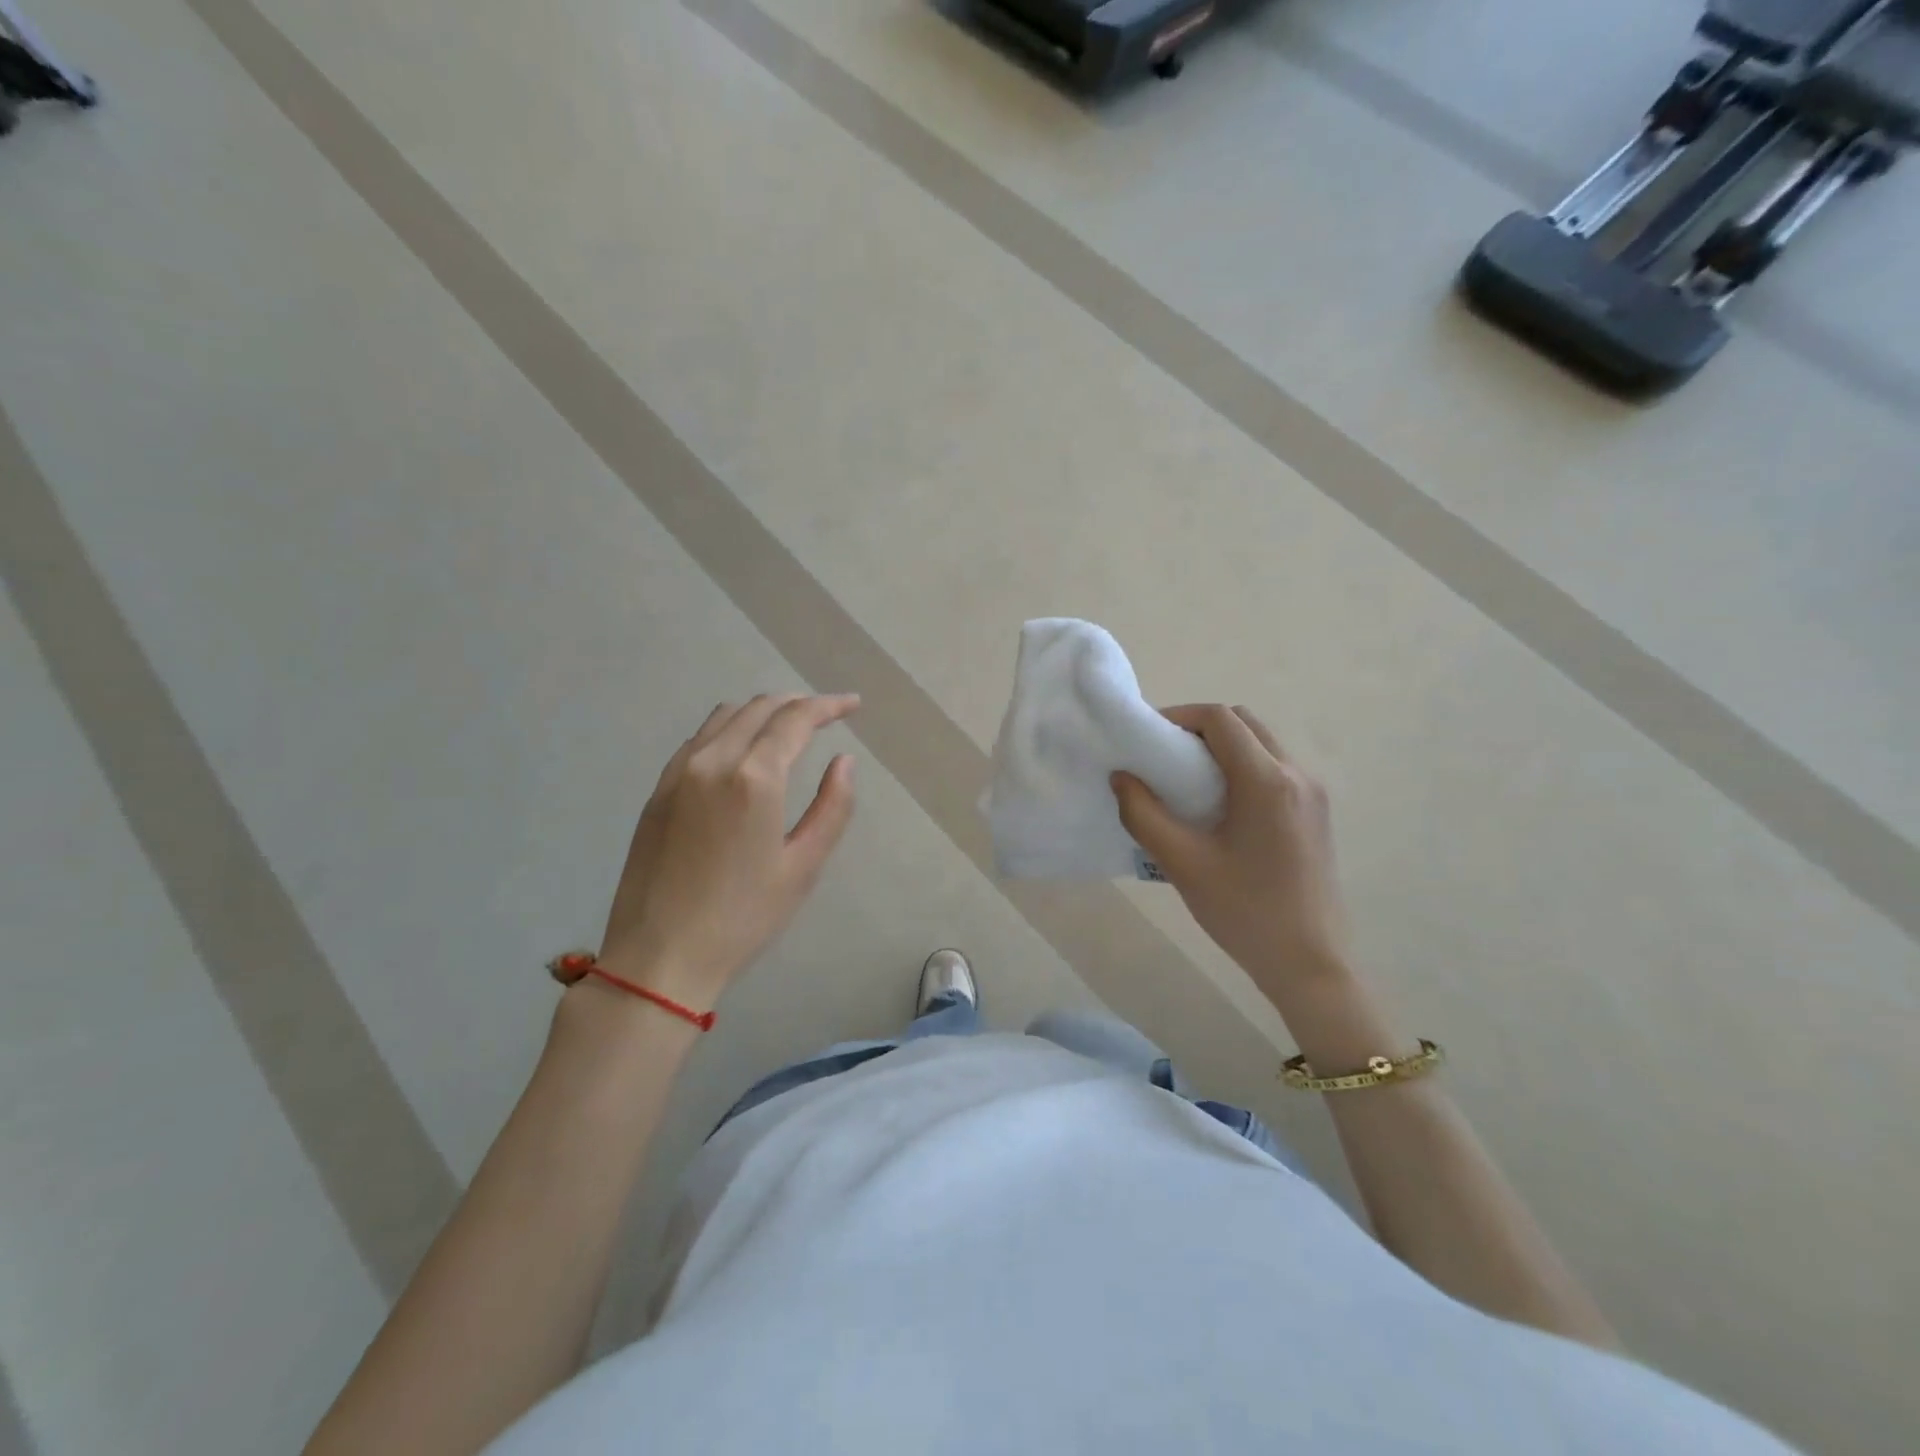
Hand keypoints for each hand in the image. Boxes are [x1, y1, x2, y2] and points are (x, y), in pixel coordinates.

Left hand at [596, 694, 859, 1008]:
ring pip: (725, 717)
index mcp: (753, 777)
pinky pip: (699, 739)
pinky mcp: (658, 790)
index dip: (829, 706)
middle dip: (798, 704)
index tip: (853, 705)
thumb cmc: (743, 917)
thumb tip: (844, 762)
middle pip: (760, 709)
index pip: (796, 719)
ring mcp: (678, 772)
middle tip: (827, 714)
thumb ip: (832, 807)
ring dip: (763, 711)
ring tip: (788, 726)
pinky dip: (730, 728)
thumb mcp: (803, 866)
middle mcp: (712, 760)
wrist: (659, 956)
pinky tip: (742, 749)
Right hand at [1112, 704, 1346, 990]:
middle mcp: (1297, 775)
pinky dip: (1241, 767)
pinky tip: (1217, 806)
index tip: (1147, 738)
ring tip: (1185, 780)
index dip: (1179, 716)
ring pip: (1261, 744)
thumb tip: (1121, 777)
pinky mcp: (1316, 813)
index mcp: (1268, 781)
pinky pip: (1274, 769)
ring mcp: (1313, 794)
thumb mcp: (1182, 863)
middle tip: (1163, 755)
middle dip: (1200, 728)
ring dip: (1222, 747)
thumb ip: (1143, 814)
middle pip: (1245, 723)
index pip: (1221, 719)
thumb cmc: (1243, 912)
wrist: (1309, 963)